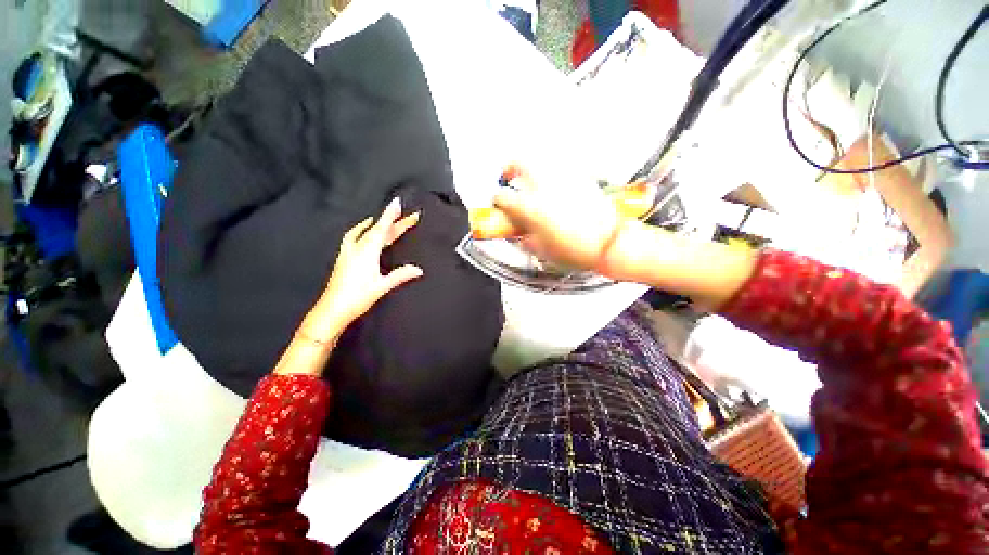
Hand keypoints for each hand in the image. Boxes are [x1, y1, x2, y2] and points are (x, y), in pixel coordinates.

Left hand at [301, 197, 422, 341]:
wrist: (332, 309)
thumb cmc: (356, 297)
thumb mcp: (382, 286)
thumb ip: (401, 275)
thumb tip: (418, 269)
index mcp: (367, 251)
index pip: (382, 228)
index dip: (391, 215)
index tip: (397, 202)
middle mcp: (357, 248)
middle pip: (379, 230)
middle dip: (394, 222)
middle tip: (408, 216)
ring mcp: (349, 252)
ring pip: (368, 233)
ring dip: (379, 225)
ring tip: (387, 218)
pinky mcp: (345, 258)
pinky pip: (355, 237)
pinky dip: (362, 231)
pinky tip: (364, 231)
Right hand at [492, 165, 632, 276]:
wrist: (608, 243)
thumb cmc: (575, 250)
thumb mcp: (541, 250)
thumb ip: (524, 240)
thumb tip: (518, 235)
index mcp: (530, 207)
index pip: (503, 197)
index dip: (497, 201)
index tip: (498, 204)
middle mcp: (544, 187)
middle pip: (519, 164)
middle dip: (509, 168)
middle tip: (507, 177)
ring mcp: (563, 179)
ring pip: (541, 161)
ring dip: (531, 169)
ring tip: (531, 181)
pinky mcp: (580, 178)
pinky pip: (561, 169)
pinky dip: (552, 174)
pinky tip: (554, 187)